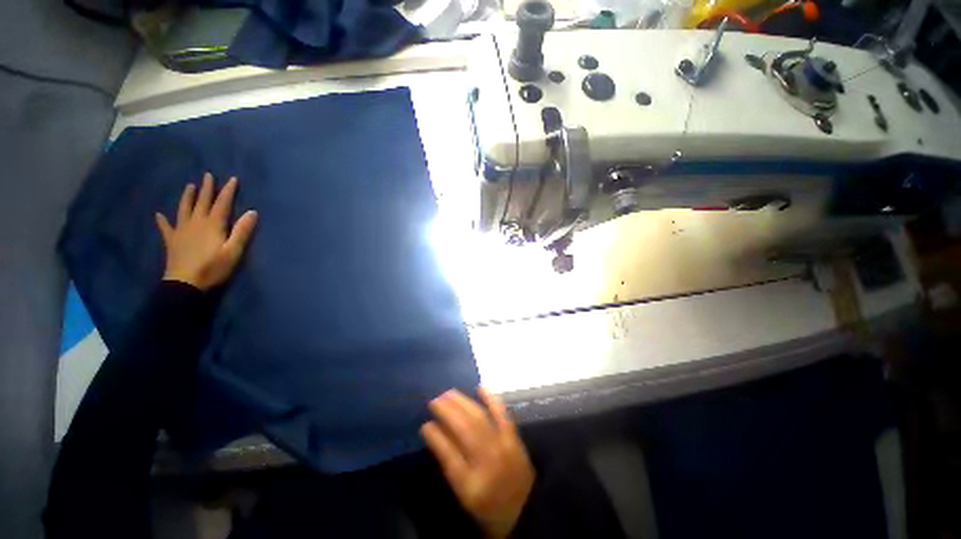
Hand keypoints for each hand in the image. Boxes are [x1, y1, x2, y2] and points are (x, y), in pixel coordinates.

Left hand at [155, 173, 257, 290]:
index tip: (232, 179)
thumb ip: (242, 231)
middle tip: (208, 175)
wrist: (185, 284)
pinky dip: (162, 220)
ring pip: (184, 209)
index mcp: (213, 224)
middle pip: (202, 202)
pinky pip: (166, 227)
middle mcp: (196, 222)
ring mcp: (181, 231)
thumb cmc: (213, 267)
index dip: (228, 191)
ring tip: (189, 186)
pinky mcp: (172, 241)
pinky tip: (159, 214)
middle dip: (206, 189)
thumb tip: (253, 212)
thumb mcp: (234, 251)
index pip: (222, 203)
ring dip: (187, 197)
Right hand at [422, 388, 534, 538]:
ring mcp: (502, 447)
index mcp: (470, 484)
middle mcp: (487, 462)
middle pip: (464, 430)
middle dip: (447, 412)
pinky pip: (502, 413)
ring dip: (463, 402)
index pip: (448, 455)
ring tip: (449, 393)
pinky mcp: (514, 438)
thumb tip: (436, 434)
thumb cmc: (489, 505)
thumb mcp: (464, 494)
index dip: (435, 437)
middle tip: (434, 400)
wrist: (525, 508)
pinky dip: (491, 399)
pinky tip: (480, 388)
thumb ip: (450, 465)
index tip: (425, 424)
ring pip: (479, 418)